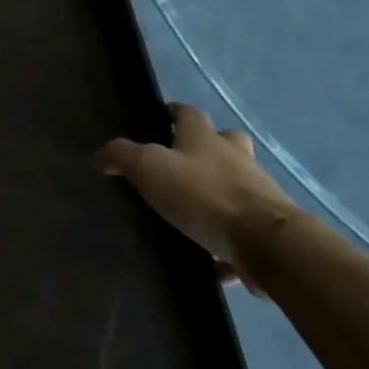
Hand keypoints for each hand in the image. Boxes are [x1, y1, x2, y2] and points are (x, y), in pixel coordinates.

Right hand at [96, 103, 295, 284]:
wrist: (265, 240)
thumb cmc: (203, 195)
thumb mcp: (149, 168)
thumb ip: (122, 156)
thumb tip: (100, 155)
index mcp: (205, 139)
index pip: (189, 113)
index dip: (175, 111)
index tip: (161, 115)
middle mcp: (236, 158)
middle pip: (225, 140)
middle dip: (208, 144)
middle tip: (184, 158)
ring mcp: (257, 190)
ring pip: (238, 180)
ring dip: (221, 187)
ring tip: (195, 208)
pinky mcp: (268, 224)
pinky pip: (244, 225)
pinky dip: (229, 236)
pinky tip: (213, 258)